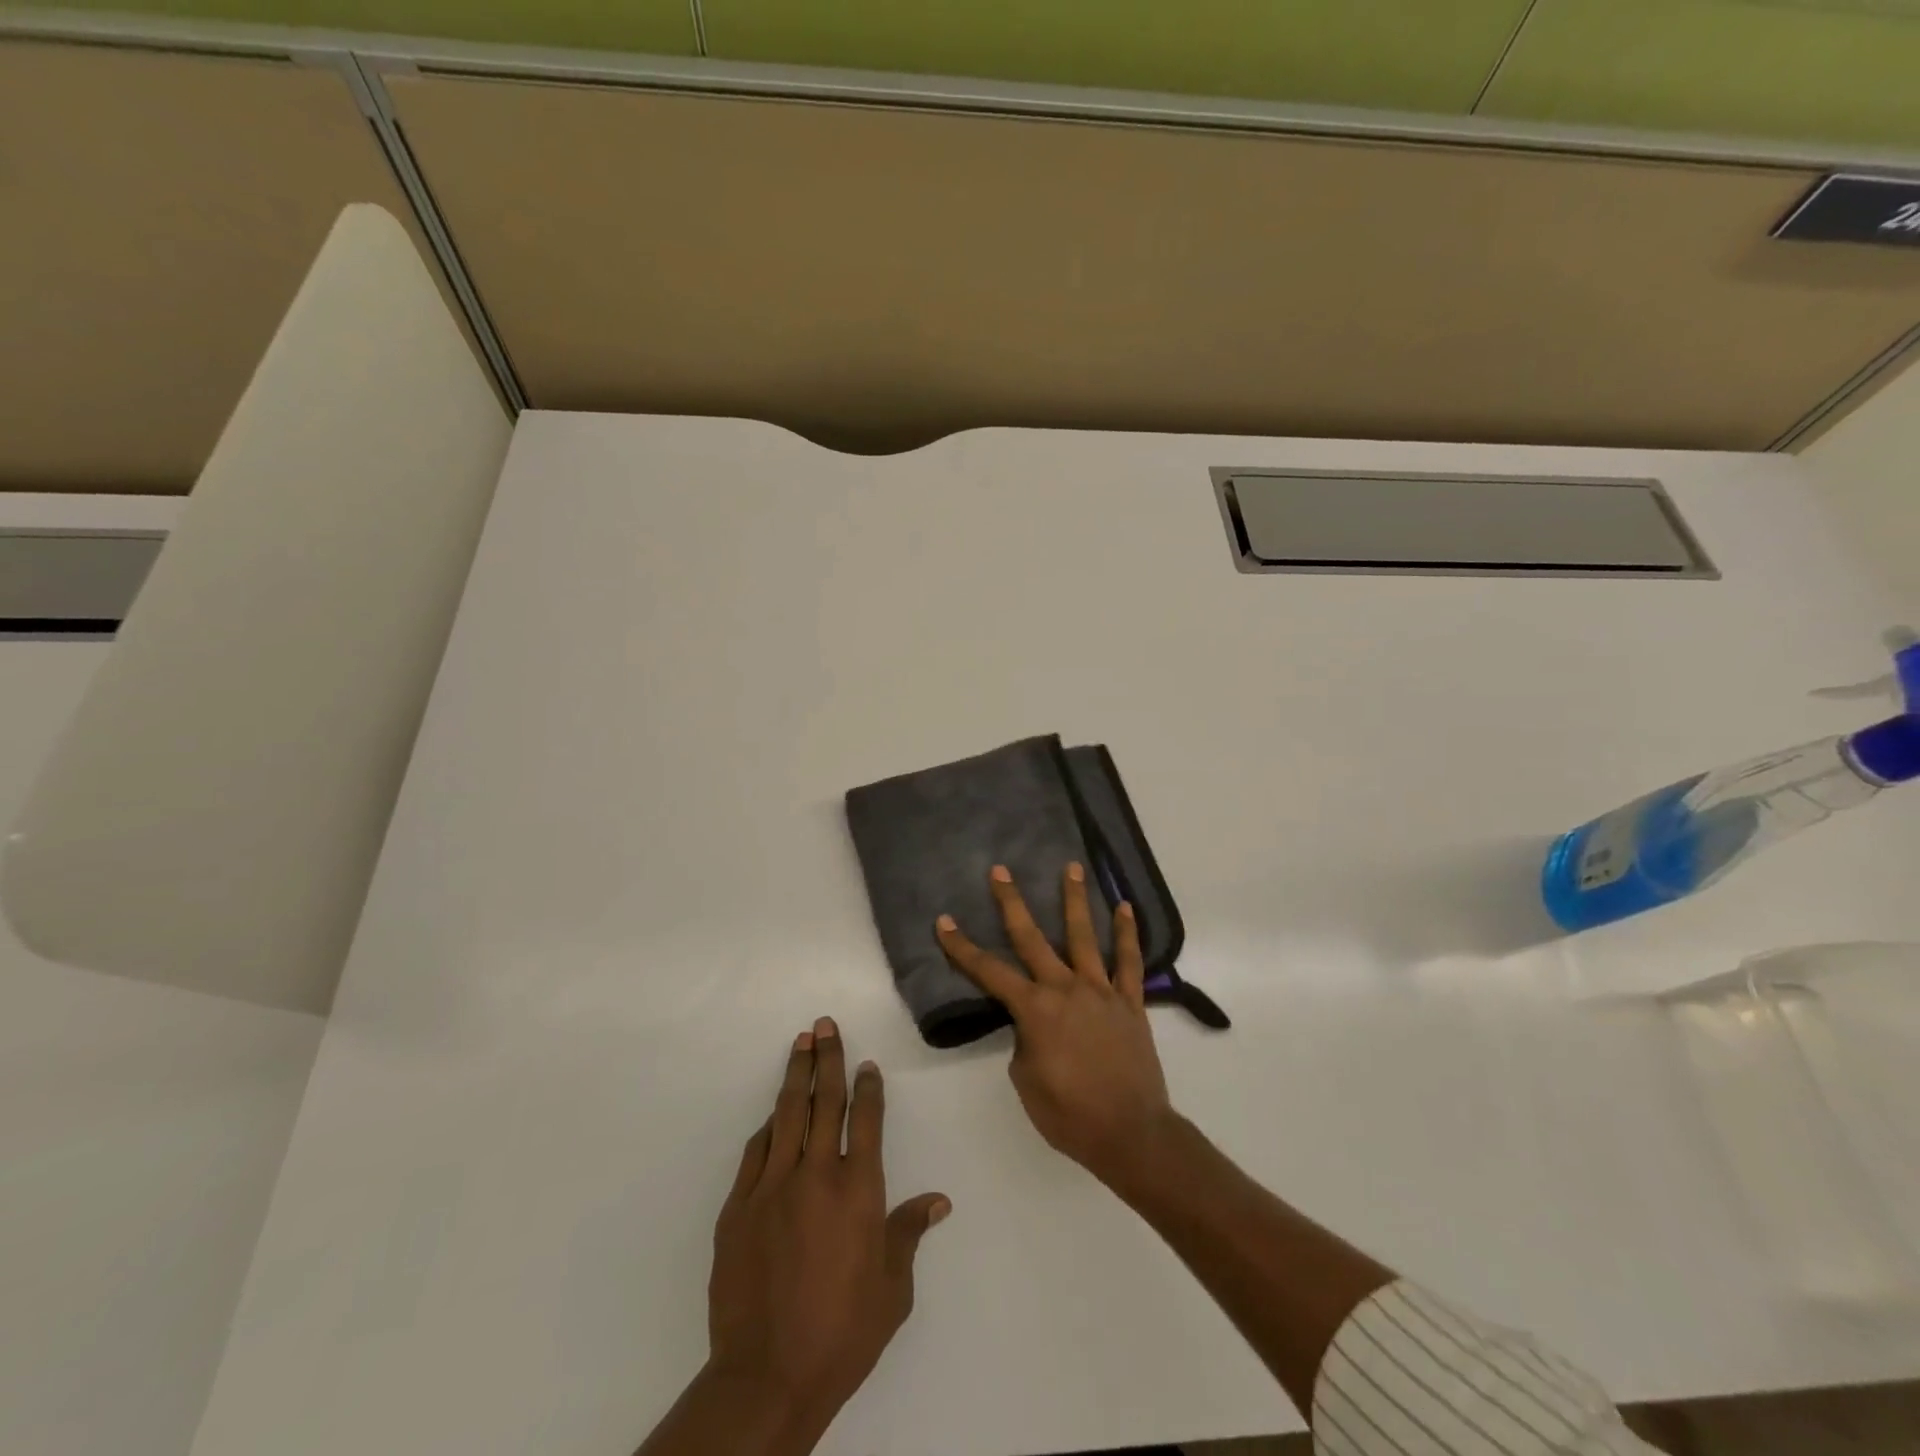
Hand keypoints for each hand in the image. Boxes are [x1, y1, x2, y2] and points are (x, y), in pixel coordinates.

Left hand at [705, 1019, 950, 1443]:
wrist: (768, 1376)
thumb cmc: (843, 1332)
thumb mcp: (893, 1289)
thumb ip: (909, 1233)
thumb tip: (938, 1200)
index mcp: (859, 1189)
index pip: (867, 1120)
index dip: (868, 1087)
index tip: (867, 1064)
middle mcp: (817, 1174)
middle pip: (825, 1102)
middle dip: (828, 1059)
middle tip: (826, 1024)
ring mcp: (772, 1187)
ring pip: (787, 1115)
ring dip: (796, 1075)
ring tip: (801, 1043)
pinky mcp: (739, 1207)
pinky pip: (756, 1152)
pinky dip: (768, 1127)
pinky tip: (773, 1114)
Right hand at [935, 865, 1176, 1190]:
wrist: (1131, 1134)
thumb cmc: (1070, 1115)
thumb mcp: (1026, 1081)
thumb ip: (1025, 1041)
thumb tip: (1034, 1023)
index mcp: (1035, 1010)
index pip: (989, 972)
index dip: (962, 947)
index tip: (944, 921)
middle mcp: (1065, 989)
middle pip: (1032, 938)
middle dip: (1012, 903)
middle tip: (1000, 871)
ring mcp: (1101, 991)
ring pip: (1084, 936)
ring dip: (1074, 899)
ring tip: (1070, 866)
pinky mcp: (1130, 1001)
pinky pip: (1129, 961)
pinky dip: (1128, 933)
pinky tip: (1125, 907)